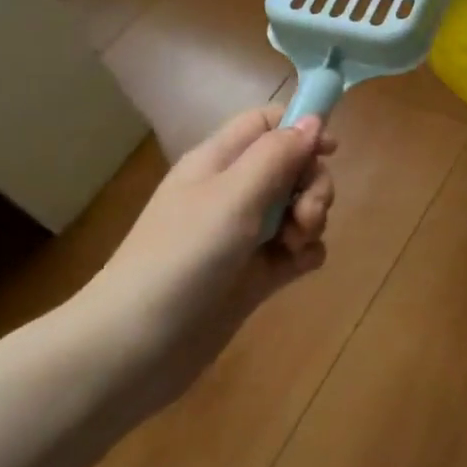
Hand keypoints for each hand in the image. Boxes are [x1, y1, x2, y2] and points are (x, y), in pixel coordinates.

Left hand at [72, 105, 336, 413]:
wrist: (136, 346)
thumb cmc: (183, 255)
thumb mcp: (234, 195)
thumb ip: (278, 154)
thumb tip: (314, 120)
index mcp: (219, 161)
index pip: (266, 122)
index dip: (300, 128)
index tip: (330, 150)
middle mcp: (233, 192)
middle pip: (292, 166)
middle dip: (313, 185)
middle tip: (307, 215)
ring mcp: (245, 235)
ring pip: (298, 207)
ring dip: (312, 219)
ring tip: (296, 245)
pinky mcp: (254, 274)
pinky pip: (296, 250)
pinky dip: (305, 253)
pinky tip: (299, 266)